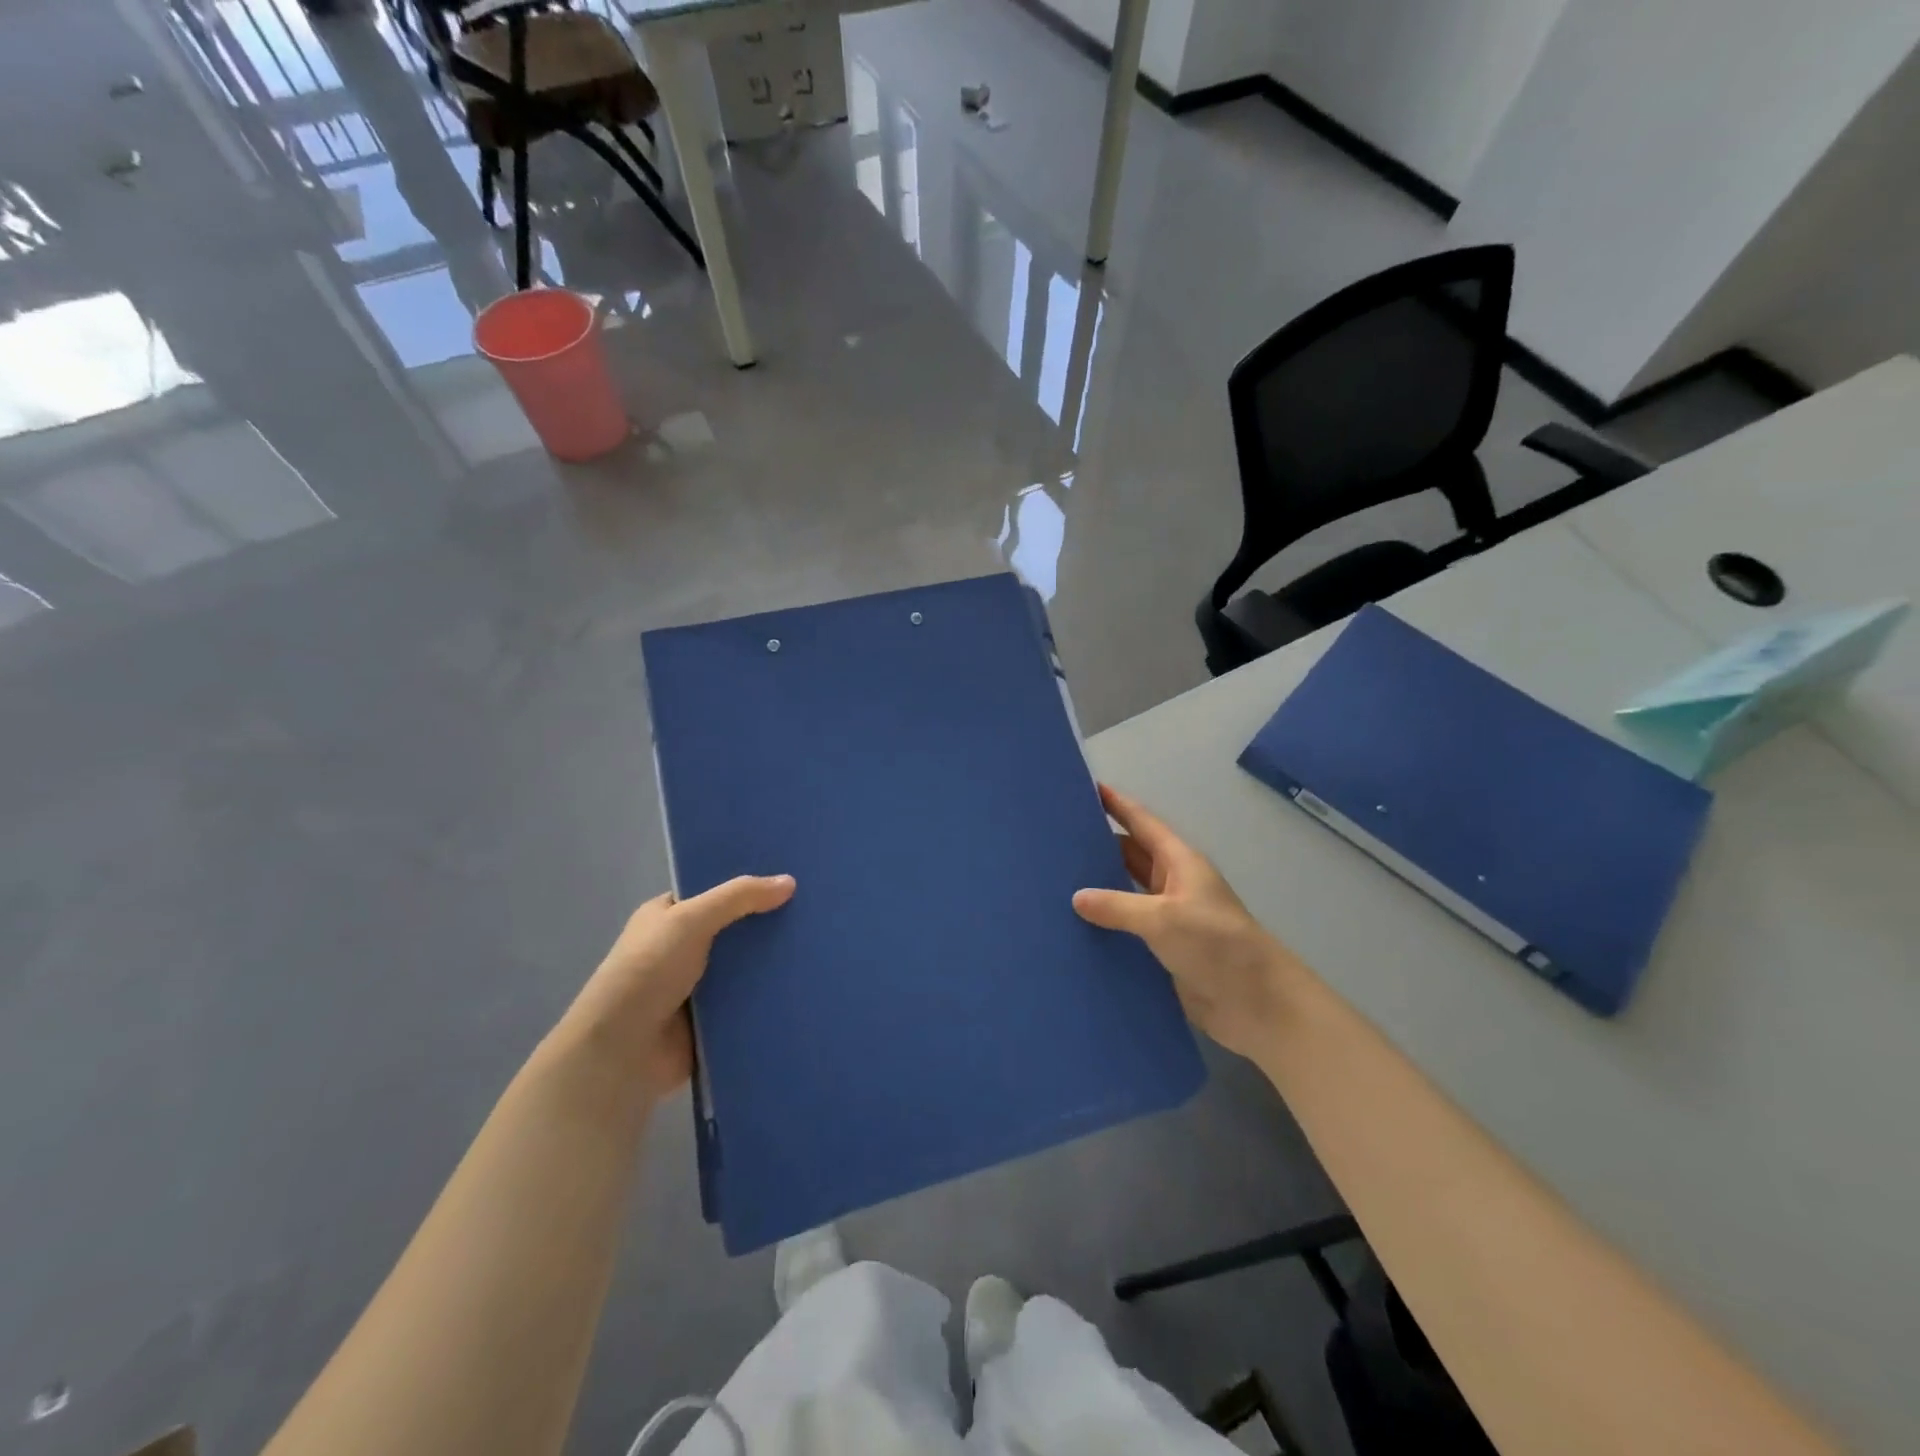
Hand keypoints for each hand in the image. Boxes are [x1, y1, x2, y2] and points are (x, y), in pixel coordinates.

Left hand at [557, 875, 795, 1101]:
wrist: (621, 1052)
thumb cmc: (648, 972)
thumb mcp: (690, 920)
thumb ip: (739, 897)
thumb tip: (789, 881)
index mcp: (667, 917)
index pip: (713, 891)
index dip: (747, 884)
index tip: (790, 876)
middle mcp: (681, 948)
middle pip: (734, 929)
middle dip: (767, 923)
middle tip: (816, 910)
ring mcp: (697, 986)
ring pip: (745, 966)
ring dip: (773, 961)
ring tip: (821, 945)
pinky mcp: (712, 1020)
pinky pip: (748, 1001)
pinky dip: (770, 995)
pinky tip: (806, 984)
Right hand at [1073, 785, 1299, 1059]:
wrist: (1257, 1003)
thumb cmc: (1215, 944)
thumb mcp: (1163, 918)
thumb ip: (1117, 905)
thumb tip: (1077, 897)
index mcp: (1179, 862)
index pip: (1141, 823)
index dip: (1117, 804)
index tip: (1086, 787)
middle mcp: (1172, 884)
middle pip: (1130, 855)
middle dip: (1098, 845)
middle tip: (1055, 839)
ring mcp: (1168, 918)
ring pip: (1126, 892)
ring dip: (1099, 888)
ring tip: (1054, 881)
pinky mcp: (1164, 950)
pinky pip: (1127, 929)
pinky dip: (1105, 925)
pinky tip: (1073, 928)